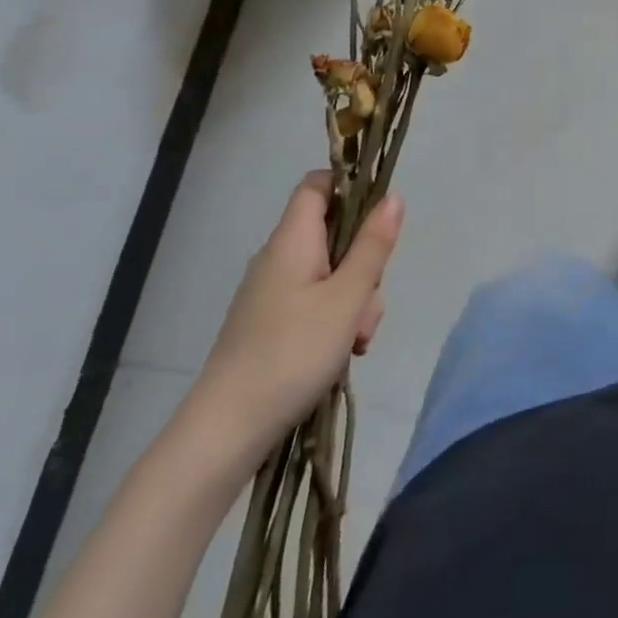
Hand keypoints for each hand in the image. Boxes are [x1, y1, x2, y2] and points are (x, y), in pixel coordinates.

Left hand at [181, 173, 402, 475]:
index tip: (378, 215)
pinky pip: (314, 303)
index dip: (350, 186)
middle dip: (363, 262)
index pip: (318, 185)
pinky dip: (334, 320)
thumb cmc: (291, 353)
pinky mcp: (269, 324)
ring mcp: (271, 293)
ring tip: (355, 340)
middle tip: (368, 299)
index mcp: (292, 240)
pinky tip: (341, 353)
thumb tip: (393, 196)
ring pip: (330, 273)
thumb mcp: (347, 298)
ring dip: (354, 299)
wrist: (224, 432)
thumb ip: (373, 245)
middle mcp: (278, 258)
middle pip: (333, 234)